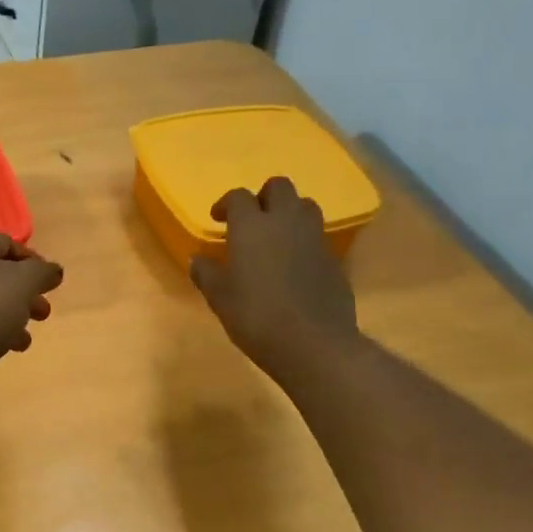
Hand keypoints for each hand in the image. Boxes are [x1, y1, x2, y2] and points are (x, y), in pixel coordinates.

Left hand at [0, 233, 63, 421]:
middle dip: (23, 292)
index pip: (6, 243)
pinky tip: (4, 351)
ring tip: (26, 337)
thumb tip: (52, 270)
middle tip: (44, 312)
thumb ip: (41, 273)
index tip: (51, 282)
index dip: (32, 260)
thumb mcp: (21, 284)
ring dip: (10, 316)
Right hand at [190, 178, 360, 383]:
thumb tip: (198, 259)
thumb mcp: (219, 298)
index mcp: (252, 226)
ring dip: (288, 213)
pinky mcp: (334, 259)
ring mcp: (315, 238)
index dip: (226, 204)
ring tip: (275, 237)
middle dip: (263, 197)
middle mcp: (286, 222)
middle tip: (251, 220)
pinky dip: (304, 240)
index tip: (218, 219)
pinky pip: (317, 236)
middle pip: (279, 187)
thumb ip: (206, 273)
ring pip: (305, 206)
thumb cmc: (256, 317)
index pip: (239, 197)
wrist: (313, 343)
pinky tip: (293, 265)